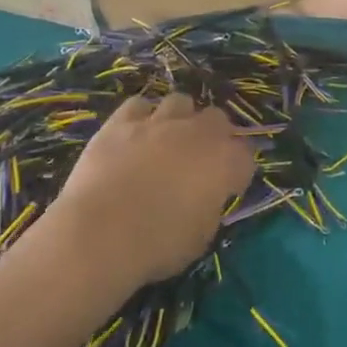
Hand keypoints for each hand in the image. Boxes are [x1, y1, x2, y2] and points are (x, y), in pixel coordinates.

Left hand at [41, 93, 256, 296]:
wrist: (100, 233)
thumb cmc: (158, 244)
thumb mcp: (201, 236)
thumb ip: (210, 206)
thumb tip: (205, 198)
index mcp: (225, 162)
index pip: (246, 155)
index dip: (237, 171)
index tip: (227, 187)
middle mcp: (198, 133)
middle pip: (218, 119)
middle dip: (214, 136)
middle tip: (199, 161)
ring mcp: (159, 122)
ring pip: (181, 102)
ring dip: (180, 119)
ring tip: (168, 141)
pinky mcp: (121, 121)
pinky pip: (139, 105)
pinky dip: (141, 117)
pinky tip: (135, 135)